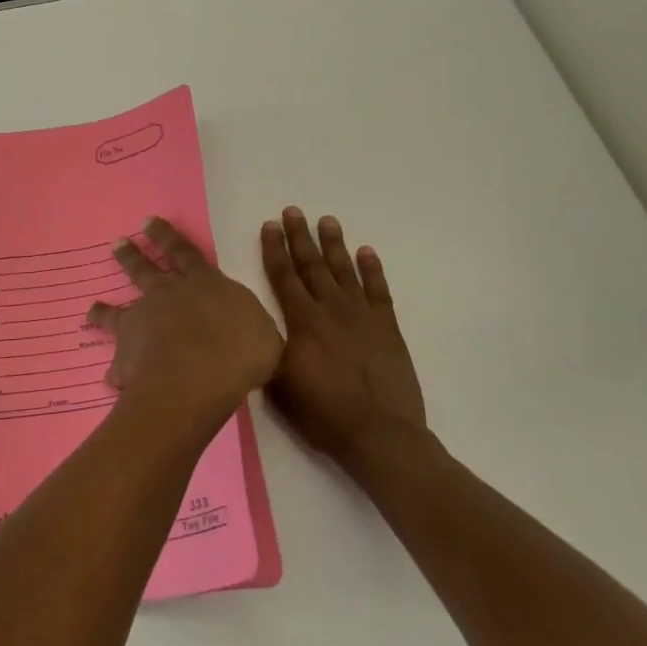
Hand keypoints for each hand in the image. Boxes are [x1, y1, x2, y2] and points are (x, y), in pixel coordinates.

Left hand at [87, 218, 282, 439]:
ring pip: (117, 310)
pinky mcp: (126, 353)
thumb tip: (247, 332)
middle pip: (145, 269)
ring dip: (104, 309)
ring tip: (91, 310)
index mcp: (203, 283)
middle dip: (132, 255)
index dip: (166, 236)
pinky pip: (117, 363)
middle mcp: (167, 294)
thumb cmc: (240, 350)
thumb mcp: (262, 334)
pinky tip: (111, 380)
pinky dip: (115, 371)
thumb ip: (249, 327)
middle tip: (117, 243)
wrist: (198, 376)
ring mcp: (142, 321)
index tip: (148, 222)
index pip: (184, 251)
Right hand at [261, 208, 430, 480]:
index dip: (274, 249)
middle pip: (312, 265)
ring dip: (334, 244)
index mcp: (302, 322)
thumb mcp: (279, 383)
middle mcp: (331, 309)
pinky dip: (372, 269)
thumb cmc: (323, 413)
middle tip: (293, 211)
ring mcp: (363, 316)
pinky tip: (366, 252)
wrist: (379, 435)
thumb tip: (258, 325)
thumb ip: (268, 348)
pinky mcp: (388, 328)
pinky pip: (379, 290)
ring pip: (344, 271)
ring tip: (327, 220)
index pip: (284, 276)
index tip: (270, 225)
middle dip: (300, 237)